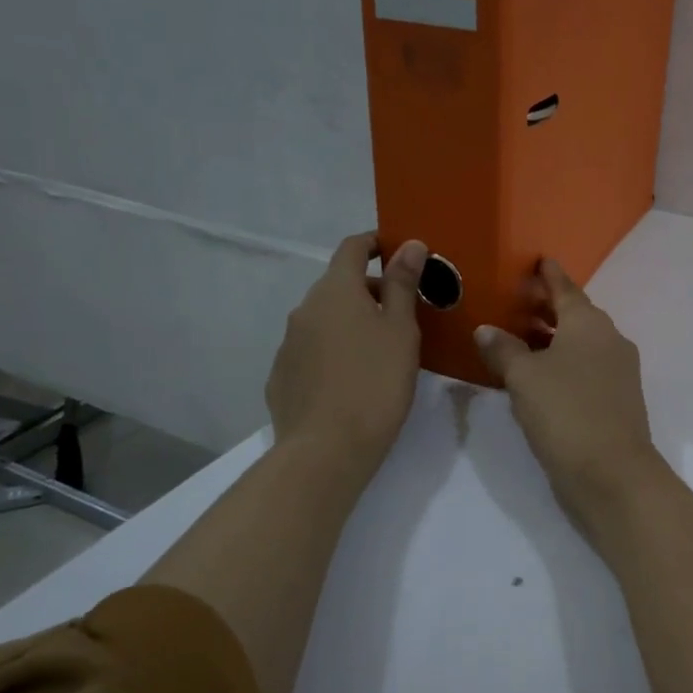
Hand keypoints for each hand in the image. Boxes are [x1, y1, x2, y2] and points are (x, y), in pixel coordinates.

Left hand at [265, 232, 425, 486]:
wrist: (326, 450)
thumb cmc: (375, 383)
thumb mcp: (401, 331)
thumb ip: (403, 284)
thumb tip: (410, 244)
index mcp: (336, 290)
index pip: (352, 248)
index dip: (376, 243)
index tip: (399, 252)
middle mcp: (305, 309)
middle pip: (339, 285)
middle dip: (371, 291)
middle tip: (404, 315)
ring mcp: (288, 344)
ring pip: (325, 320)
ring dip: (351, 323)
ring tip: (380, 352)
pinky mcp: (282, 377)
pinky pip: (312, 351)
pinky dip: (334, 352)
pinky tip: (351, 381)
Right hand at [475, 260, 664, 524]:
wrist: (612, 473)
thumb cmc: (566, 412)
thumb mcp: (524, 378)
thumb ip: (503, 349)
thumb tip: (487, 330)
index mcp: (589, 324)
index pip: (566, 289)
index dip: (549, 275)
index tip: (539, 260)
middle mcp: (609, 340)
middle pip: (576, 315)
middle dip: (547, 307)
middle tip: (516, 301)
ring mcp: (617, 371)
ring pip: (581, 343)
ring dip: (553, 338)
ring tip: (520, 338)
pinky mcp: (616, 399)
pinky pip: (585, 367)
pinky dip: (562, 362)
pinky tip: (539, 376)